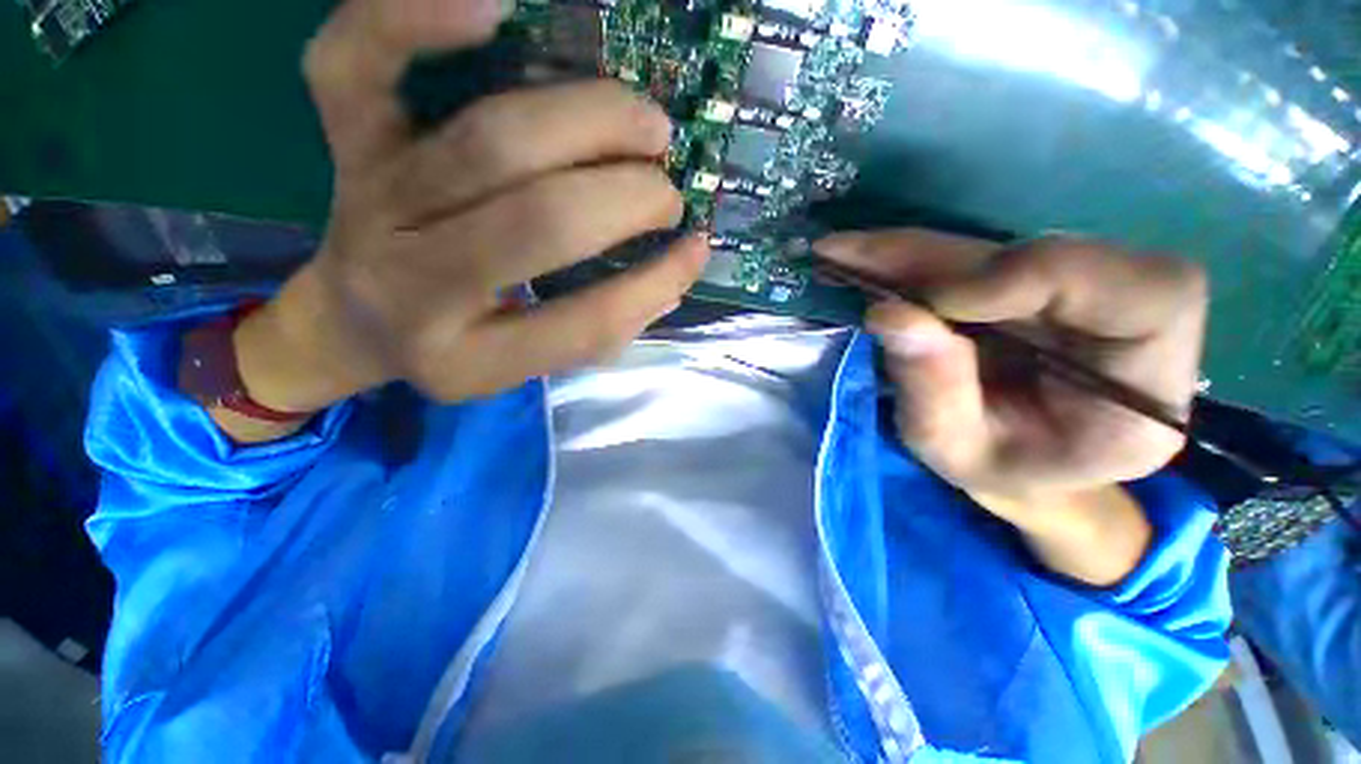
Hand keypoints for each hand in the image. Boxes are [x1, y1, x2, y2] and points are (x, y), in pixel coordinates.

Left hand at [225, 0, 708, 428]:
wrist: (353, 322)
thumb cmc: (455, 346)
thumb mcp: (528, 365)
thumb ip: (601, 332)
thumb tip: (674, 276)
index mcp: (469, 360)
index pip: (581, 324)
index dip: (652, 284)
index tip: (696, 250)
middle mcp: (414, 286)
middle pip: (540, 219)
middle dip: (628, 198)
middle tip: (667, 193)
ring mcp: (373, 205)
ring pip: (491, 140)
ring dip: (592, 121)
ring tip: (646, 126)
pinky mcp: (345, 145)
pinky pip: (353, 62)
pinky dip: (414, 16)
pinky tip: (493, 7)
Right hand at [816, 230, 1208, 583]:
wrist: (1023, 467)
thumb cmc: (1001, 474)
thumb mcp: (957, 452)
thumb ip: (932, 389)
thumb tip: (888, 313)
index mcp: (1148, 389)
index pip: (1142, 292)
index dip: (1034, 277)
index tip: (935, 302)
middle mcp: (1132, 323)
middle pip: (1052, 254)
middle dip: (937, 258)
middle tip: (849, 255)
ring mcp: (1082, 292)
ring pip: (1000, 247)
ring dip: (912, 253)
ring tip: (840, 254)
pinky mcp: (1037, 282)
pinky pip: (976, 256)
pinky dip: (912, 258)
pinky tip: (862, 259)